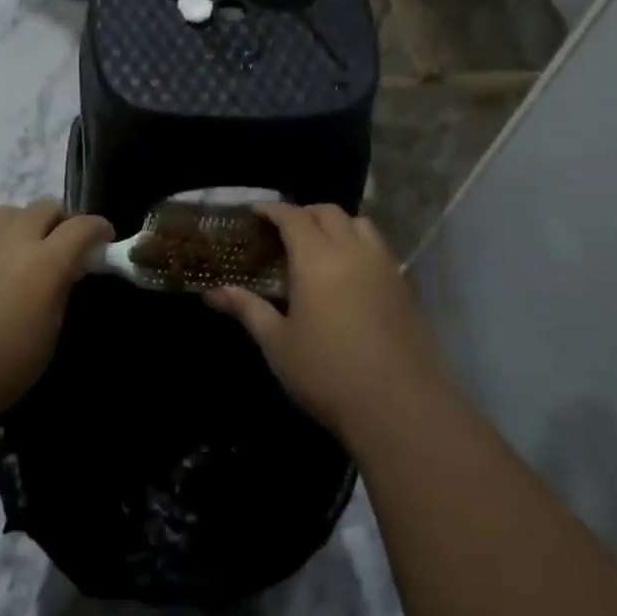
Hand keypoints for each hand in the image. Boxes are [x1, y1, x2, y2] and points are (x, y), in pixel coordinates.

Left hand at [0, 198, 112, 422]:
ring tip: (29, 237)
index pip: (81, 228)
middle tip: (65, 243)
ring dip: (25, 218)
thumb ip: (59, 296)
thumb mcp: (48, 337)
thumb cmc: (1, 364)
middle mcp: (15, 242)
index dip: (98, 229)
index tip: (105, 240)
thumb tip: (62, 276)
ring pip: (9, 210)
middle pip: (44, 207)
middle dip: (61, 219)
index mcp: (47, 263)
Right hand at [207, 203, 452, 449]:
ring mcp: (384, 267)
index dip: (273, 210)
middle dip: (304, 213)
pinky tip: (348, 273)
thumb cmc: (326, 373)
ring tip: (319, 246)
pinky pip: (379, 248)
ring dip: (337, 224)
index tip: (256, 212)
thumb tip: (212, 292)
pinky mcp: (404, 287)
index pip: (294, 217)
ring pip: (361, 224)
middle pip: (330, 213)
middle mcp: (353, 251)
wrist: (398, 405)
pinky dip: (359, 244)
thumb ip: (247, 309)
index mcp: (317, 259)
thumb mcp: (277, 343)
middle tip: (284, 230)